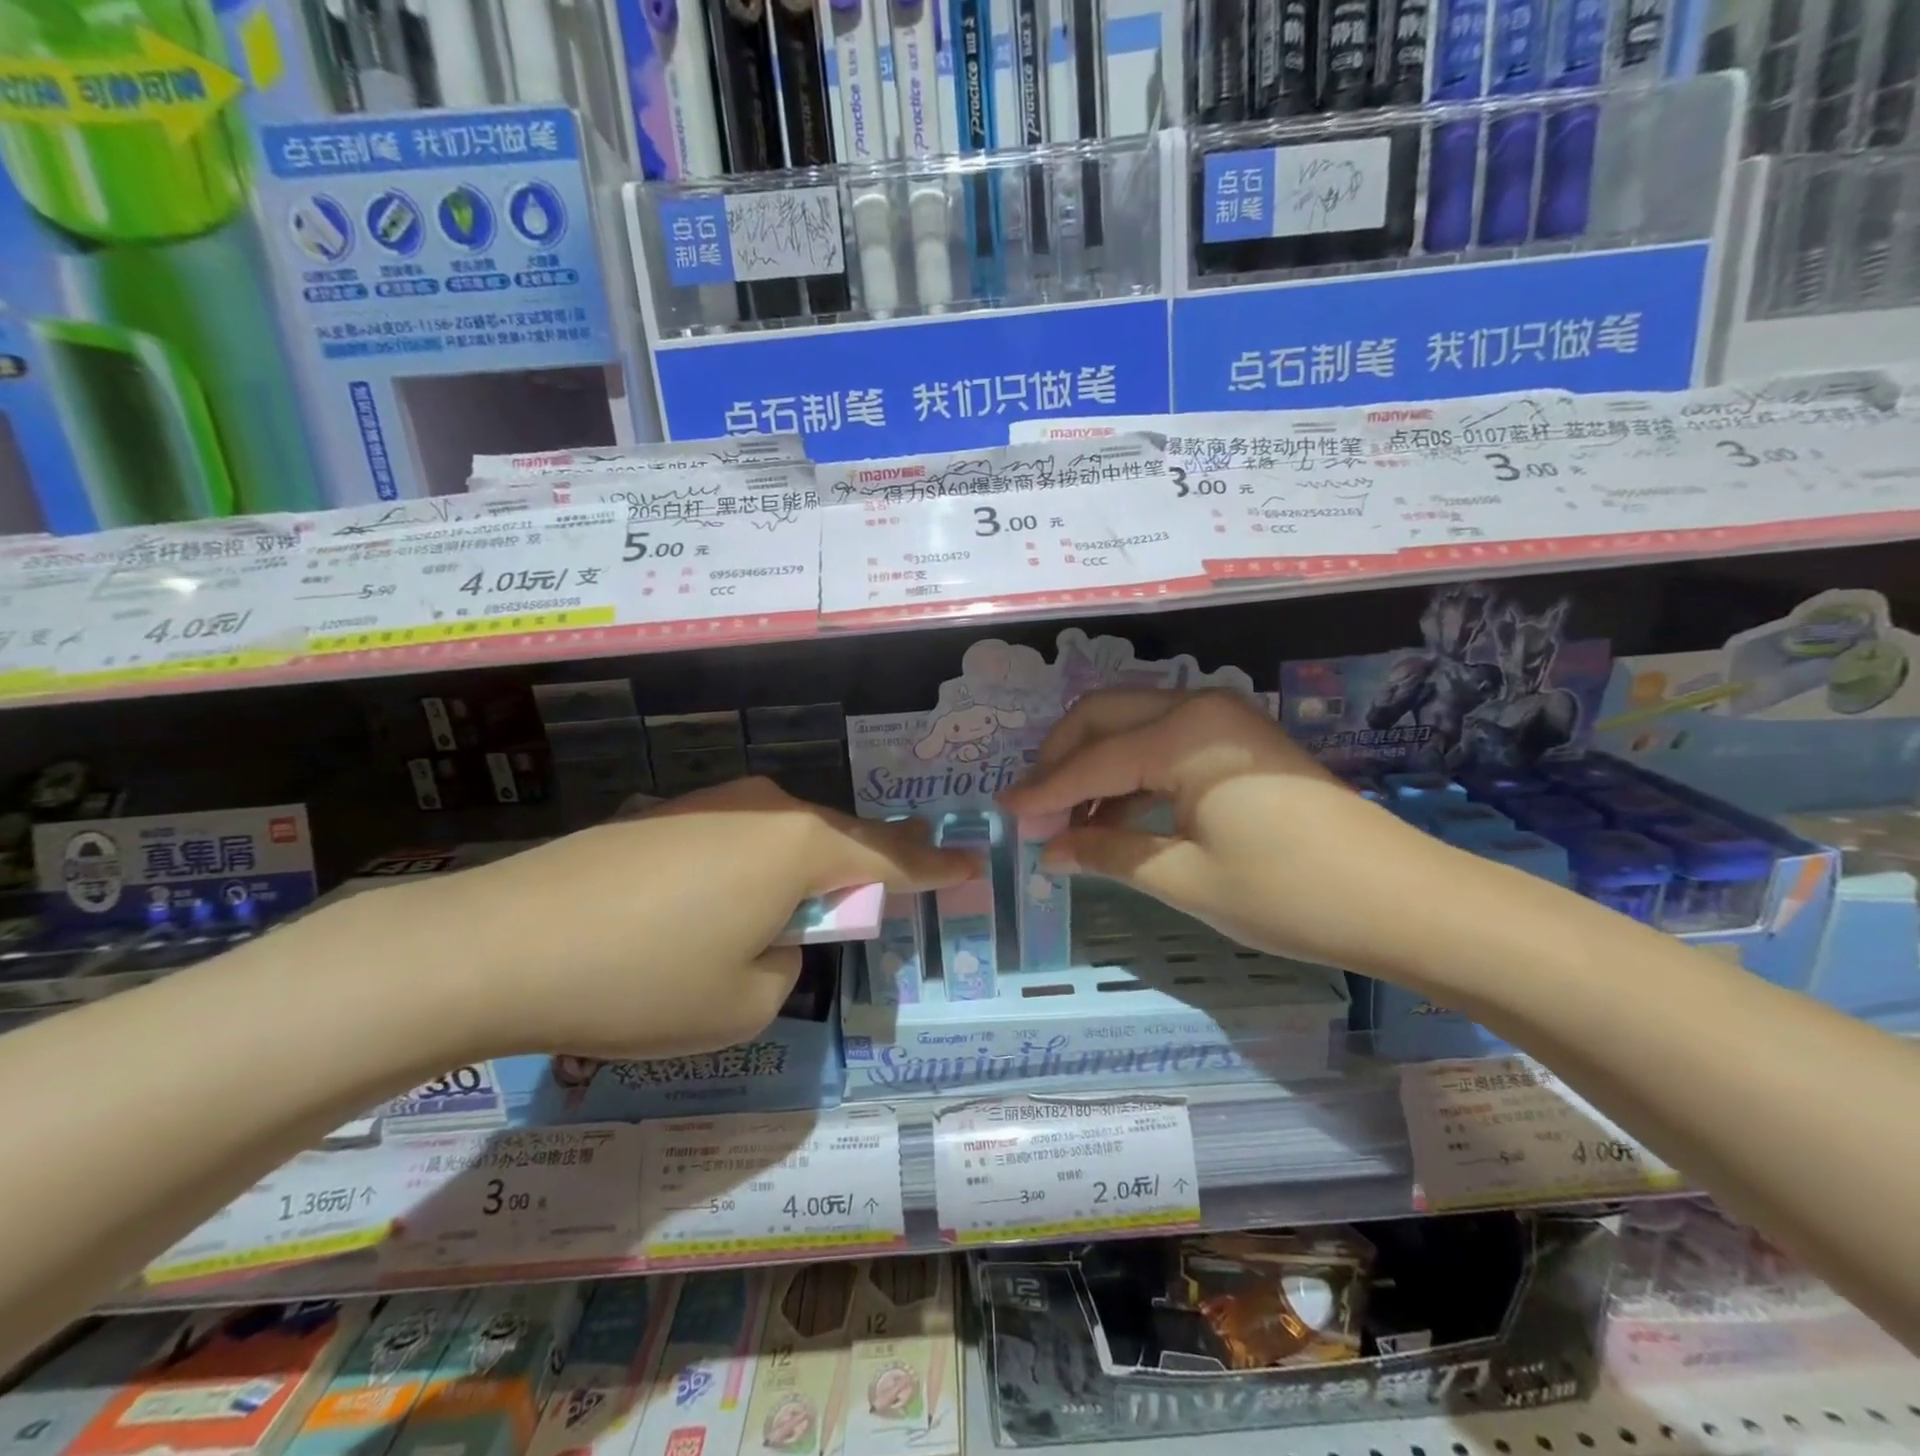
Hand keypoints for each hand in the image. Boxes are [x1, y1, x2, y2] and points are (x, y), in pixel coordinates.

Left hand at [369, 777, 975, 1058]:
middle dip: (866, 869)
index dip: (936, 868)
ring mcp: (711, 803)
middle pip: (838, 839)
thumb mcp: (745, 1004)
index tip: (974, 864)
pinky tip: (714, 907)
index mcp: (800, 847)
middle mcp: (765, 808)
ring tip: (786, 917)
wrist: (499, 942)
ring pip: (784, 837)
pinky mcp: (665, 814)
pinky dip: (751, 871)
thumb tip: (773, 934)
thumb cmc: (642, 980)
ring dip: (800, 874)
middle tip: (888, 892)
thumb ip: (787, 965)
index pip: (891, 859)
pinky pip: (738, 840)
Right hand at [999, 689, 1454, 974]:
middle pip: (1103, 717)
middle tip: (1032, 809)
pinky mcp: (1241, 742)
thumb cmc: (1288, 893)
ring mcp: (1225, 721)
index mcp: (1182, 734)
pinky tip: (1113, 815)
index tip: (1003, 814)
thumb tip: (1049, 850)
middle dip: (1060, 759)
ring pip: (1133, 726)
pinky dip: (1130, 773)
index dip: (1043, 791)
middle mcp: (1199, 708)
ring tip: (1065, 820)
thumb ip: (1106, 853)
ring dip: (1093, 765)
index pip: (1090, 761)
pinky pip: (1164, 744)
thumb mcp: (1183, 878)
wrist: (1404, 901)